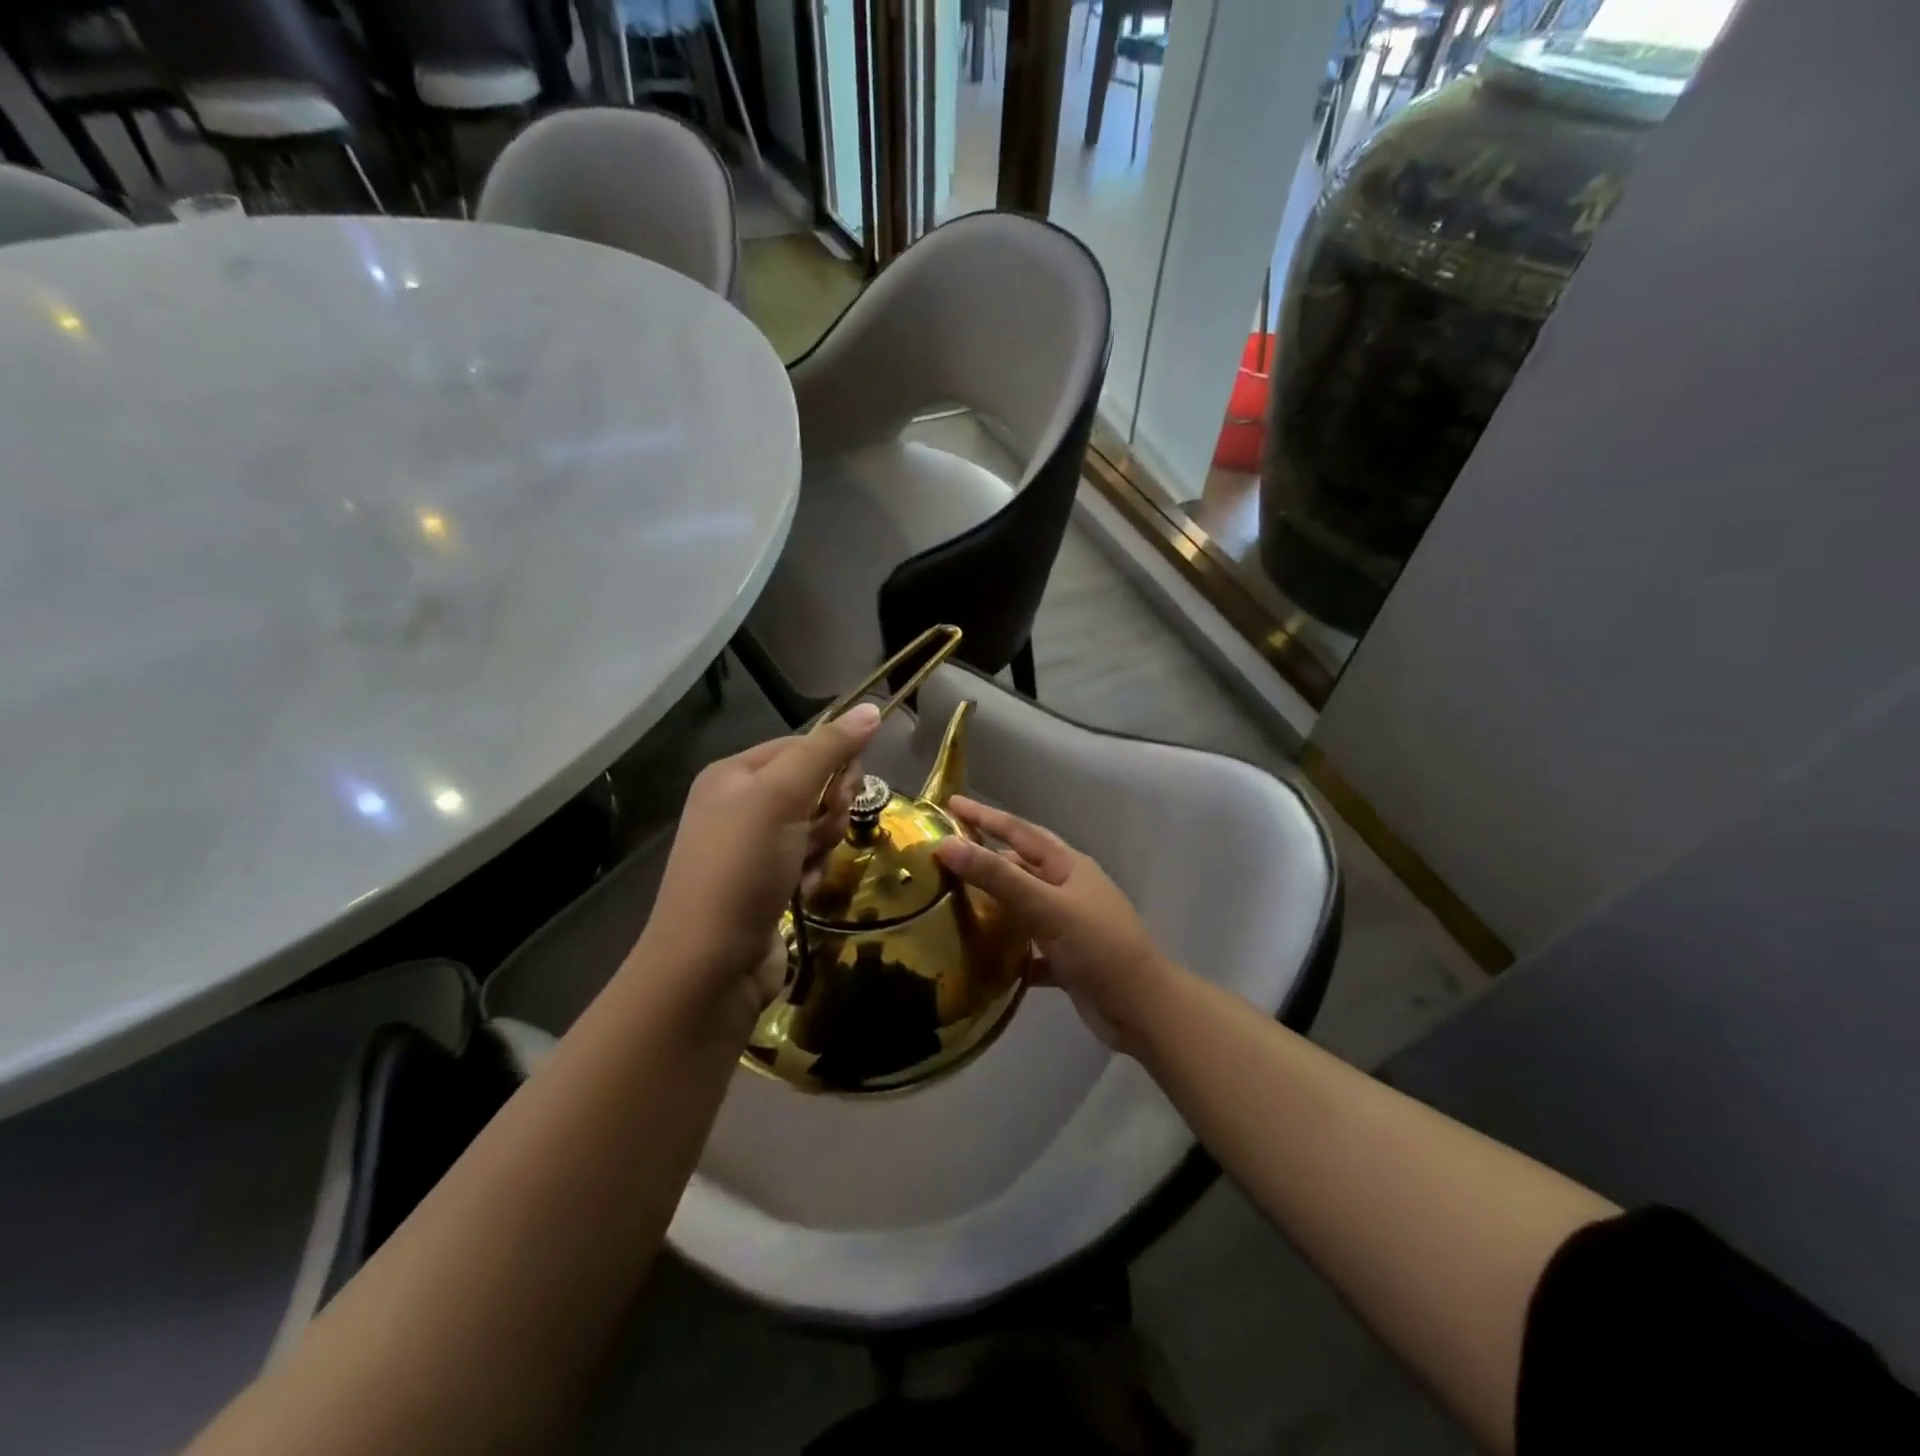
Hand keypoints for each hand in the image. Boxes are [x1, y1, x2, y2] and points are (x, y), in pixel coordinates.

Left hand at [634, 703, 882, 1025]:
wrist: (710, 965)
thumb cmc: (742, 867)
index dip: (833, 762)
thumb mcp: (782, 797)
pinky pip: (809, 860)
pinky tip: (802, 891)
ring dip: (823, 843)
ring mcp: (753, 848)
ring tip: (807, 866)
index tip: (847, 788)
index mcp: (733, 774)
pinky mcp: (767, 884)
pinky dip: (813, 873)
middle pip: (813, 786)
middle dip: (829, 808)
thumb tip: (872, 707)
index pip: (802, 746)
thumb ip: (827, 750)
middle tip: (820, 831)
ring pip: (817, 825)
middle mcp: (740, 805)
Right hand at [932, 797, 1179, 1053]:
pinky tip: (981, 956)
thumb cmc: (1097, 946)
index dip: (985, 816)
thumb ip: (998, 877)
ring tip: (953, 901)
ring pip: (1022, 906)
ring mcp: (1069, 925)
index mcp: (1068, 866)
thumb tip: (946, 844)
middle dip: (987, 856)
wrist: (1142, 1008)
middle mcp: (1068, 889)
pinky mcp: (1066, 960)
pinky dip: (1007, 949)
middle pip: (1020, 865)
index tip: (950, 803)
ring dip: (994, 903)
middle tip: (946, 853)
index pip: (1019, 831)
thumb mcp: (1046, 906)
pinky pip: (1028, 947)